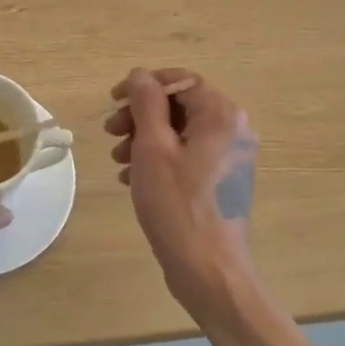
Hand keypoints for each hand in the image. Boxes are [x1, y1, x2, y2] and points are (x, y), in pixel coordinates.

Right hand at [106, 69, 259, 317]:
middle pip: (179, 105)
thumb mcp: (152, 148)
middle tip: (111, 132)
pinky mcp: (221, 181)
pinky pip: (187, 155)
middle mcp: (233, 130)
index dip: (143, 86)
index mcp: (222, 115)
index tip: (113, 101)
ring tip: (118, 160)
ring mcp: (230, 157)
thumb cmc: (178, 206)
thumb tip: (139, 74)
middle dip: (140, 116)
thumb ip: (145, 103)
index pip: (179, 80)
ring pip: (179, 132)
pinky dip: (158, 159)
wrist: (209, 271)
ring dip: (145, 139)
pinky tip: (133, 179)